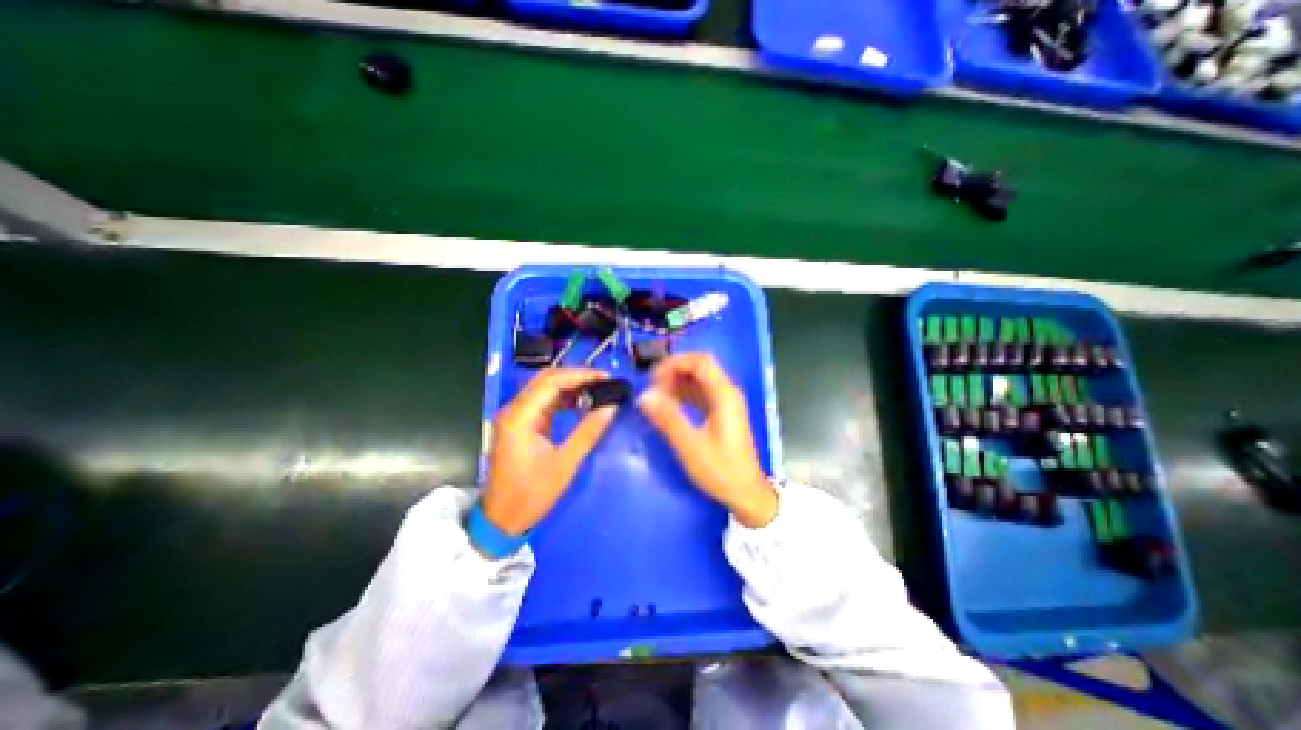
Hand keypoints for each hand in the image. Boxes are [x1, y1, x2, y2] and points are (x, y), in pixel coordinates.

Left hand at [481, 372, 618, 534]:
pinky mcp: (520, 424)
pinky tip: (582, 403)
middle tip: (604, 382)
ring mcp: (515, 416)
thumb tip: (611, 407)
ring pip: (545, 389)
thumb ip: (588, 432)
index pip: (552, 381)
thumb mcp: (564, 464)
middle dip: (577, 377)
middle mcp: (513, 410)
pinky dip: (563, 399)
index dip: (581, 375)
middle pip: (546, 379)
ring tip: (598, 390)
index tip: (606, 378)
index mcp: (519, 417)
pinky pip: (543, 402)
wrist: (500, 521)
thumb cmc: (531, 495)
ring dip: (571, 387)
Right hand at [639, 350, 775, 527]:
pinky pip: (699, 394)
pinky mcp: (720, 413)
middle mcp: (726, 392)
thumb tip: (644, 395)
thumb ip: (668, 417)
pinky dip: (682, 394)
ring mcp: (724, 402)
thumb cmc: (721, 470)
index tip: (653, 378)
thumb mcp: (690, 446)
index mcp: (724, 394)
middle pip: (699, 367)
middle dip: (673, 372)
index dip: (674, 363)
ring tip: (655, 397)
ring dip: (676, 383)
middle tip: (652, 388)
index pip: (700, 361)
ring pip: (698, 380)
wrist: (745, 494)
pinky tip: (667, 405)